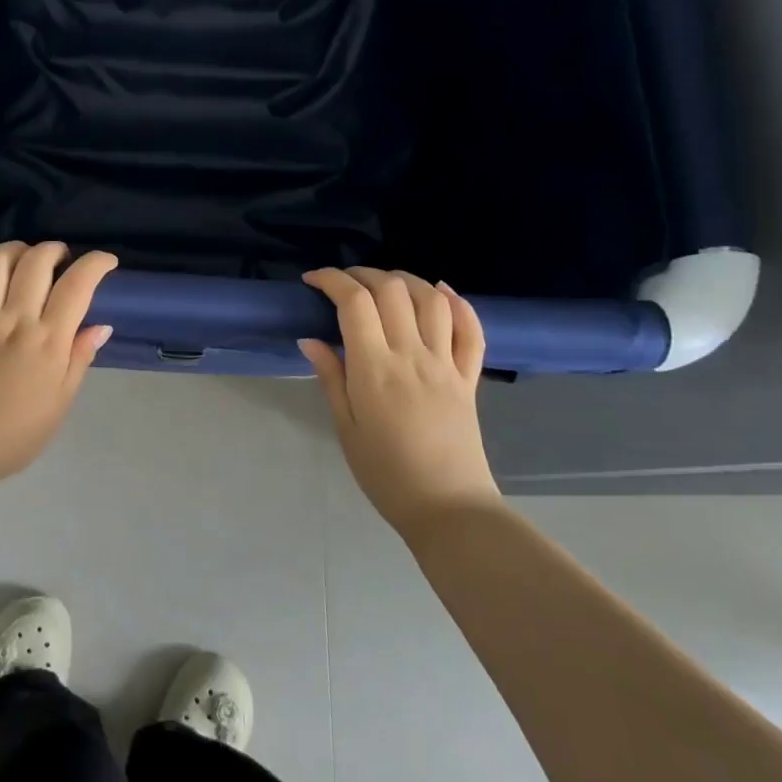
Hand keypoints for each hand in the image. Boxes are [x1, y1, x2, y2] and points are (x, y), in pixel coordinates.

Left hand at [0, 240, 117, 485]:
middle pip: (36, 263)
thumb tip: (100, 326)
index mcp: (48, 341)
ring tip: (24, 253)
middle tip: (61, 258)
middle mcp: (14, 320)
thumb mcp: (60, 403)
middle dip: (54, 250)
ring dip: (15, 248)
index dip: (95, 263)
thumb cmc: (14, 435)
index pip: (77, 285)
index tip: (105, 261)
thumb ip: (79, 360)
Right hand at [299, 267, 498, 532]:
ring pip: (432, 300)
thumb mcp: (345, 427)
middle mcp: (412, 356)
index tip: (313, 280)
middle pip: (392, 290)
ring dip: (406, 280)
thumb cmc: (384, 472)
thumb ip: (331, 377)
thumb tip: (310, 339)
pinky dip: (459, 304)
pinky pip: (471, 331)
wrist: (447, 507)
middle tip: (344, 283)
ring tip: (385, 283)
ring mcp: (446, 364)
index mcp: (374, 369)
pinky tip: (442, 292)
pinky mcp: (469, 378)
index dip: (331, 280)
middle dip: (363, 274)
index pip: (353, 303)